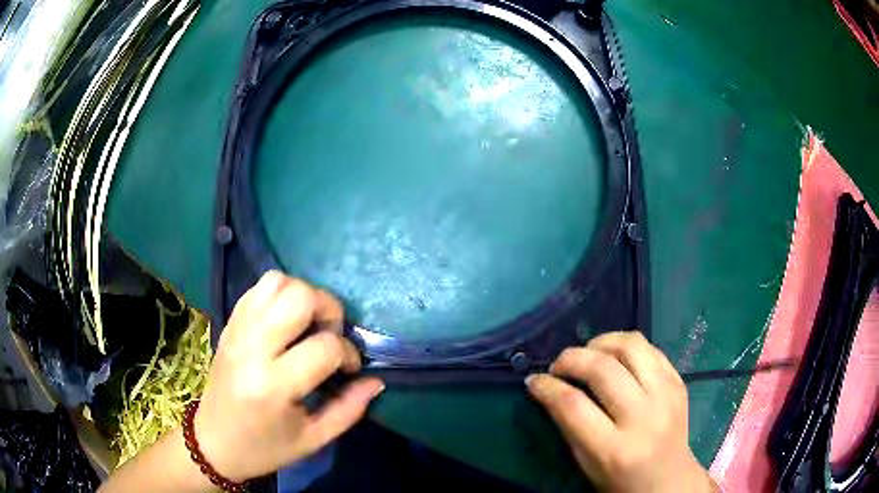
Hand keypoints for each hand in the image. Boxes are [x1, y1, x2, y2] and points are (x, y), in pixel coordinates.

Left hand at [194, 271, 383, 481]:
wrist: (214, 441)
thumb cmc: (265, 447)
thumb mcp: (313, 439)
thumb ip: (349, 409)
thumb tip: (375, 380)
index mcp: (274, 386)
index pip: (325, 346)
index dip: (348, 353)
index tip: (350, 369)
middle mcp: (252, 349)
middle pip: (299, 297)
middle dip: (329, 310)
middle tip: (331, 335)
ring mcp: (237, 331)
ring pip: (278, 282)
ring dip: (304, 296)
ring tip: (309, 324)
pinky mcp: (229, 324)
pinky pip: (259, 288)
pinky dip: (281, 294)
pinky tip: (287, 320)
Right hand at [527, 332, 716, 492]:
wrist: (670, 480)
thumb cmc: (621, 480)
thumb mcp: (587, 464)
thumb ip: (569, 426)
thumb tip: (547, 388)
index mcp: (614, 449)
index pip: (573, 406)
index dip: (548, 387)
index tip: (534, 380)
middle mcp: (644, 417)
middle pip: (602, 369)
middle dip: (571, 358)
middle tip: (558, 365)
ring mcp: (666, 395)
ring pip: (631, 346)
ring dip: (601, 342)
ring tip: (588, 353)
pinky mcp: (679, 382)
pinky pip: (650, 348)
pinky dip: (626, 346)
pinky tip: (616, 357)